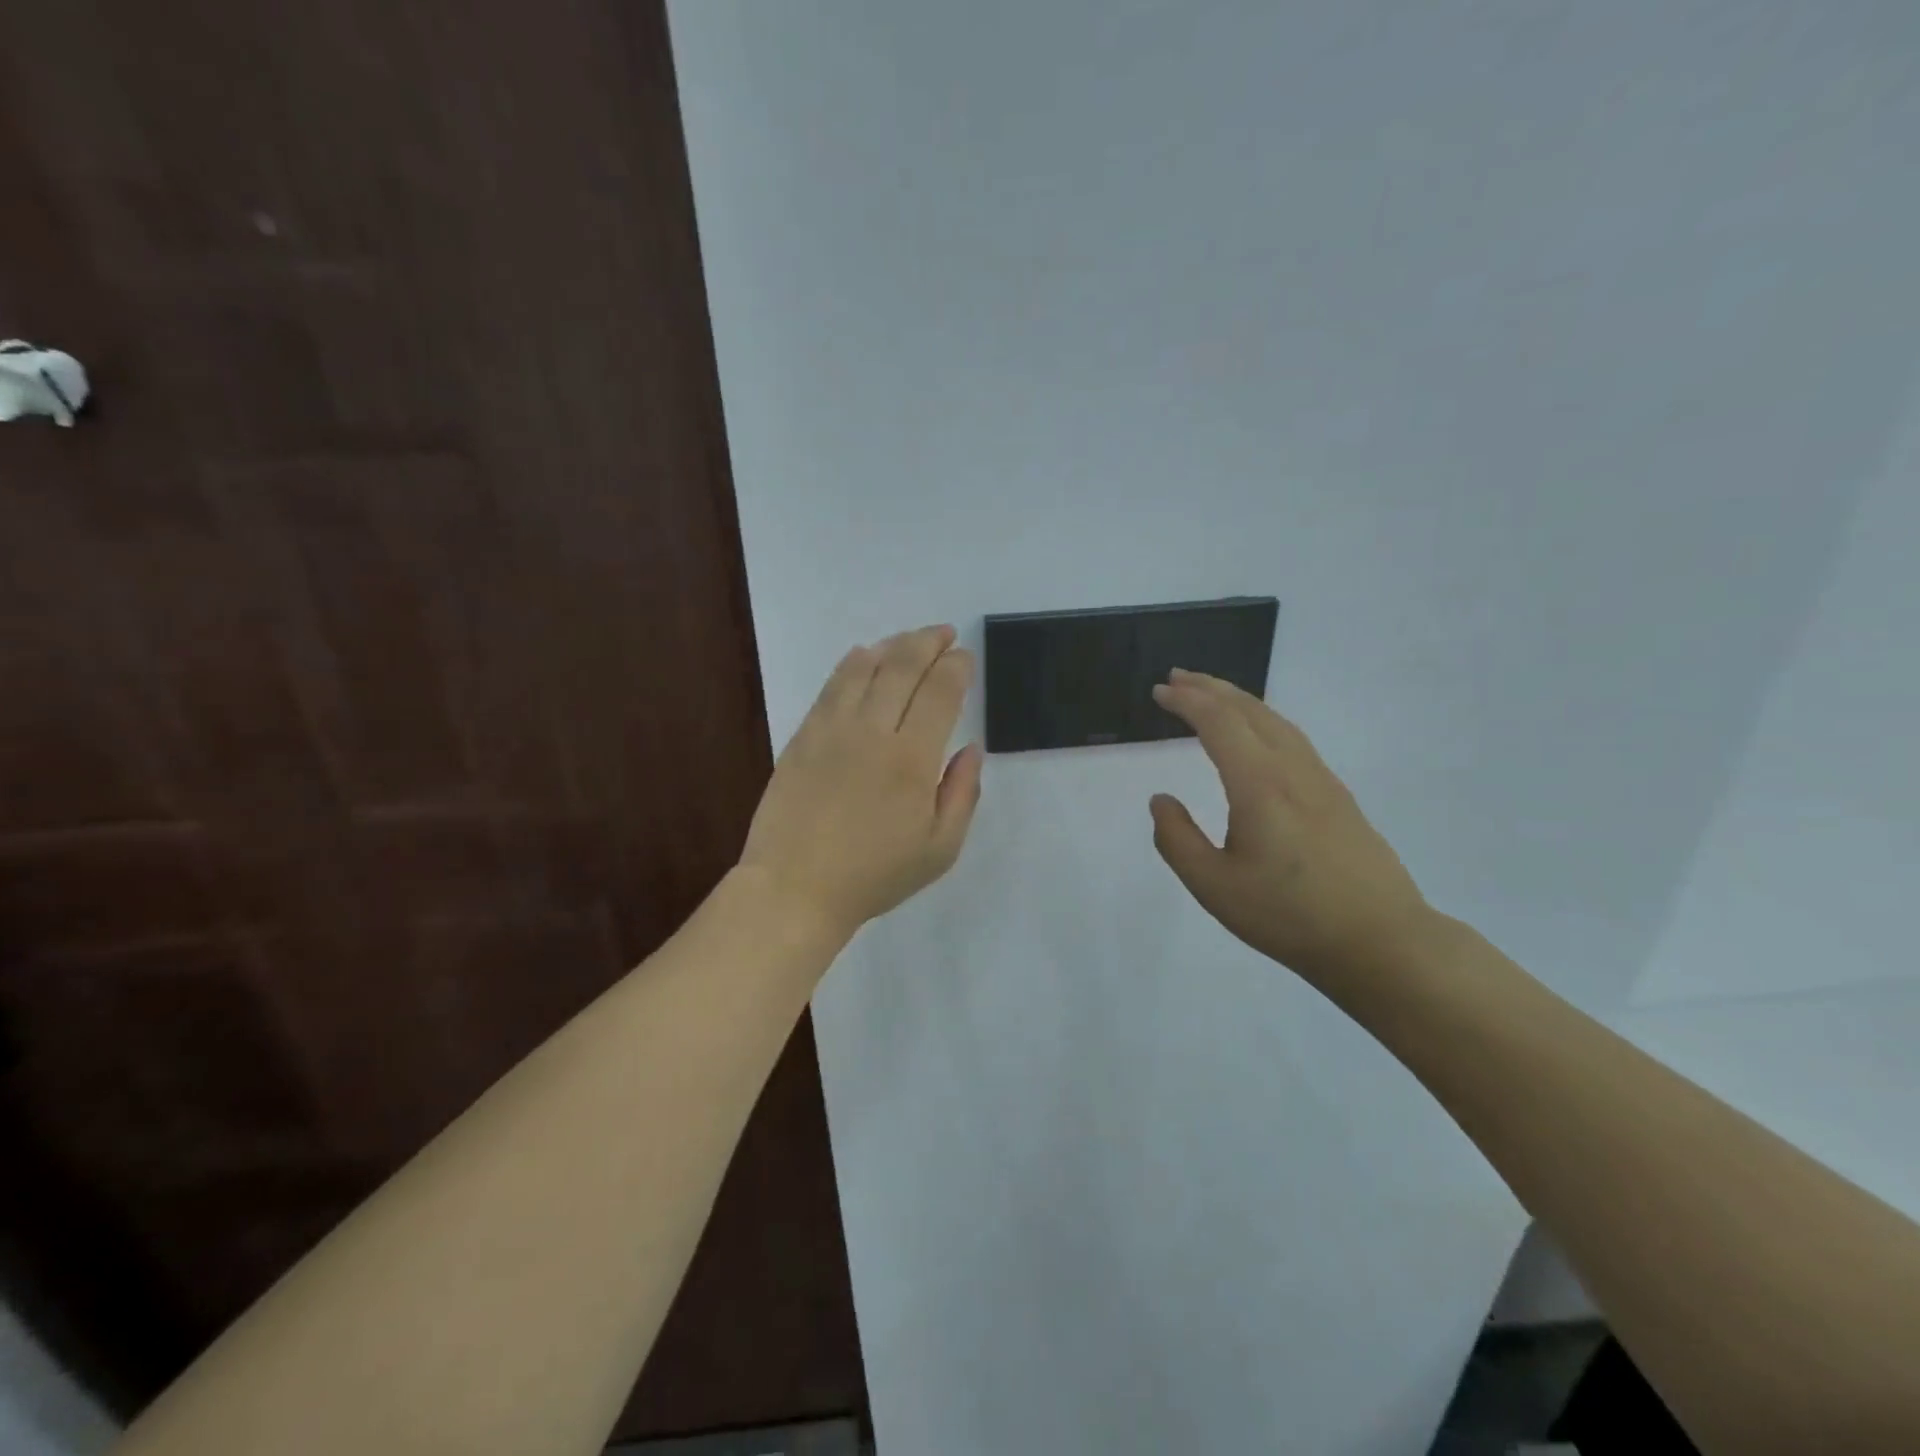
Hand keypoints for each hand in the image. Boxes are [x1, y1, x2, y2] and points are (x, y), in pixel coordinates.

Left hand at [739, 624, 982, 939]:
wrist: (795, 888)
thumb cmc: (874, 875)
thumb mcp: (939, 849)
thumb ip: (962, 793)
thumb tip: (972, 748)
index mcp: (912, 759)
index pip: (940, 693)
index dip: (956, 667)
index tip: (965, 657)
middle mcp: (873, 731)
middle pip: (903, 668)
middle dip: (928, 643)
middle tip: (943, 633)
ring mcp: (832, 729)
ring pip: (865, 668)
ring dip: (892, 646)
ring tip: (909, 639)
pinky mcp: (803, 736)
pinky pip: (831, 686)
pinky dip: (852, 664)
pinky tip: (863, 656)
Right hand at [1148, 669, 1432, 987]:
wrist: (1381, 941)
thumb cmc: (1290, 916)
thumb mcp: (1214, 886)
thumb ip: (1177, 839)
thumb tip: (1161, 800)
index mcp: (1260, 785)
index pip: (1219, 723)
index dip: (1187, 701)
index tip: (1160, 690)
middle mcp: (1293, 770)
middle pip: (1250, 710)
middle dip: (1211, 688)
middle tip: (1177, 678)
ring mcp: (1322, 781)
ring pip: (1277, 722)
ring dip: (1239, 701)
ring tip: (1212, 696)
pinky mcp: (1338, 798)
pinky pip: (1293, 739)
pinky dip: (1263, 721)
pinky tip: (1257, 737)